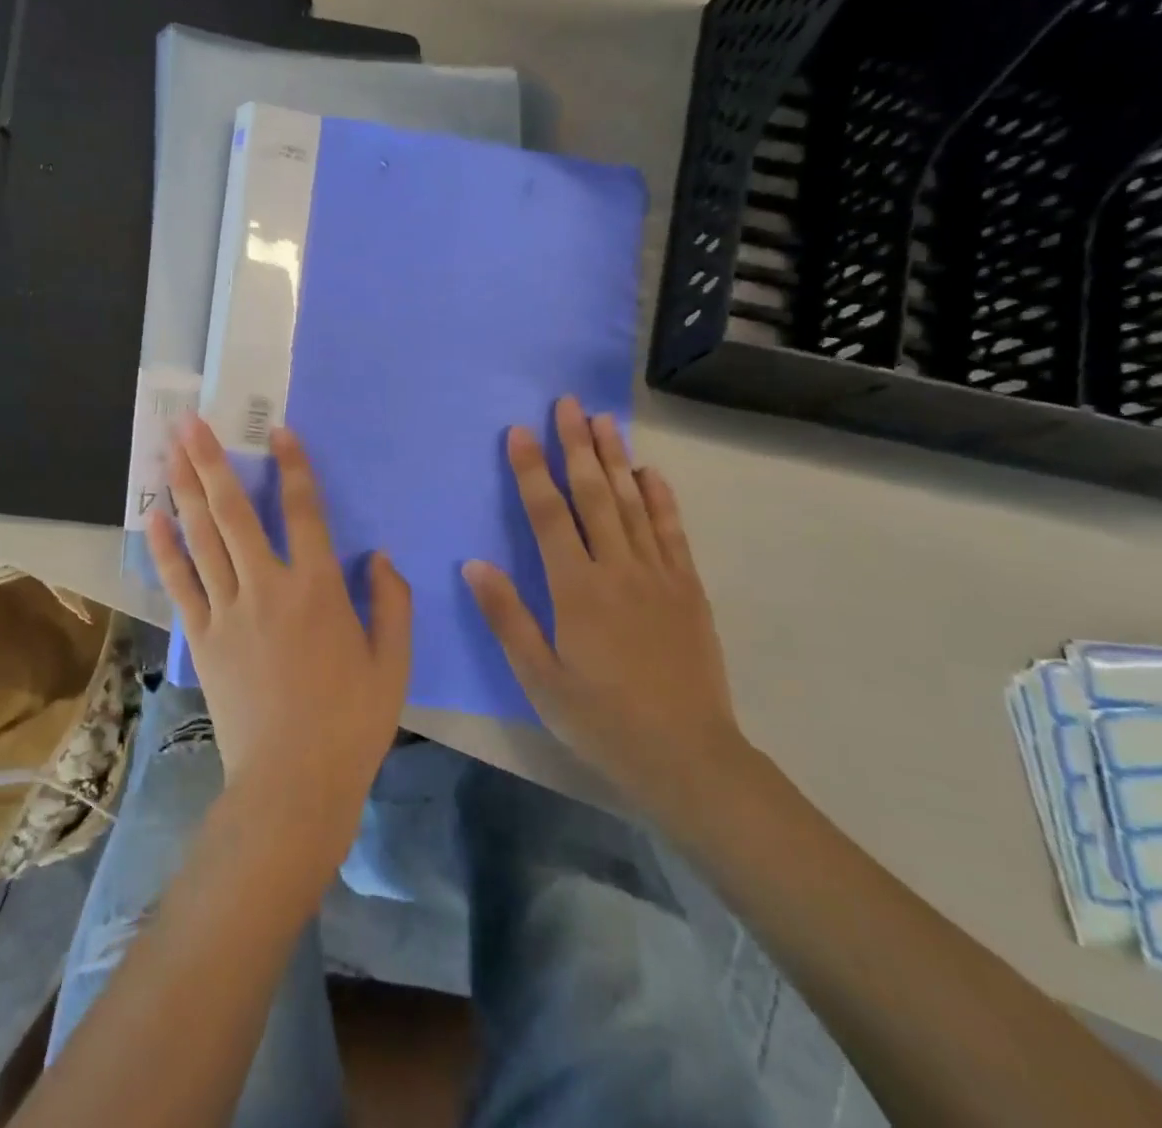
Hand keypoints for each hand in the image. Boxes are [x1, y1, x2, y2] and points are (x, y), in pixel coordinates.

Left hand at [148, 418, 411, 871]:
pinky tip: (156, 516)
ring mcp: (229, 611)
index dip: (293, 467)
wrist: (293, 783)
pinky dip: (167, 548)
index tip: (277, 430)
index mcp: (320, 590)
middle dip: (212, 461)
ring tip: (170, 450)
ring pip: (202, 538)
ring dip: (185, 490)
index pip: (305, 512)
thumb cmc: (351, 722)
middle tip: (190, 421)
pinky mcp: (204, 637)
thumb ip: (393, 603)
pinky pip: (181, 582)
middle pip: (235, 512)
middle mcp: (269, 587)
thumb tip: (380, 556)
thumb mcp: (394, 663)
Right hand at [462, 396, 748, 825]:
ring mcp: (658, 575)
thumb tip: (474, 564)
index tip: (521, 432)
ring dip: (616, 459)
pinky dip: (661, 498)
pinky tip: (651, 473)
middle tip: (569, 403)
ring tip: (604, 420)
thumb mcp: (539, 678)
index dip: (533, 471)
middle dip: (577, 446)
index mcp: (576, 590)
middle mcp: (618, 569)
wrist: (687, 757)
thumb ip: (507, 617)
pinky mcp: (687, 589)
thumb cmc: (600, 719)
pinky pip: (672, 532)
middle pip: (594, 494)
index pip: (549, 515)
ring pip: (633, 503)